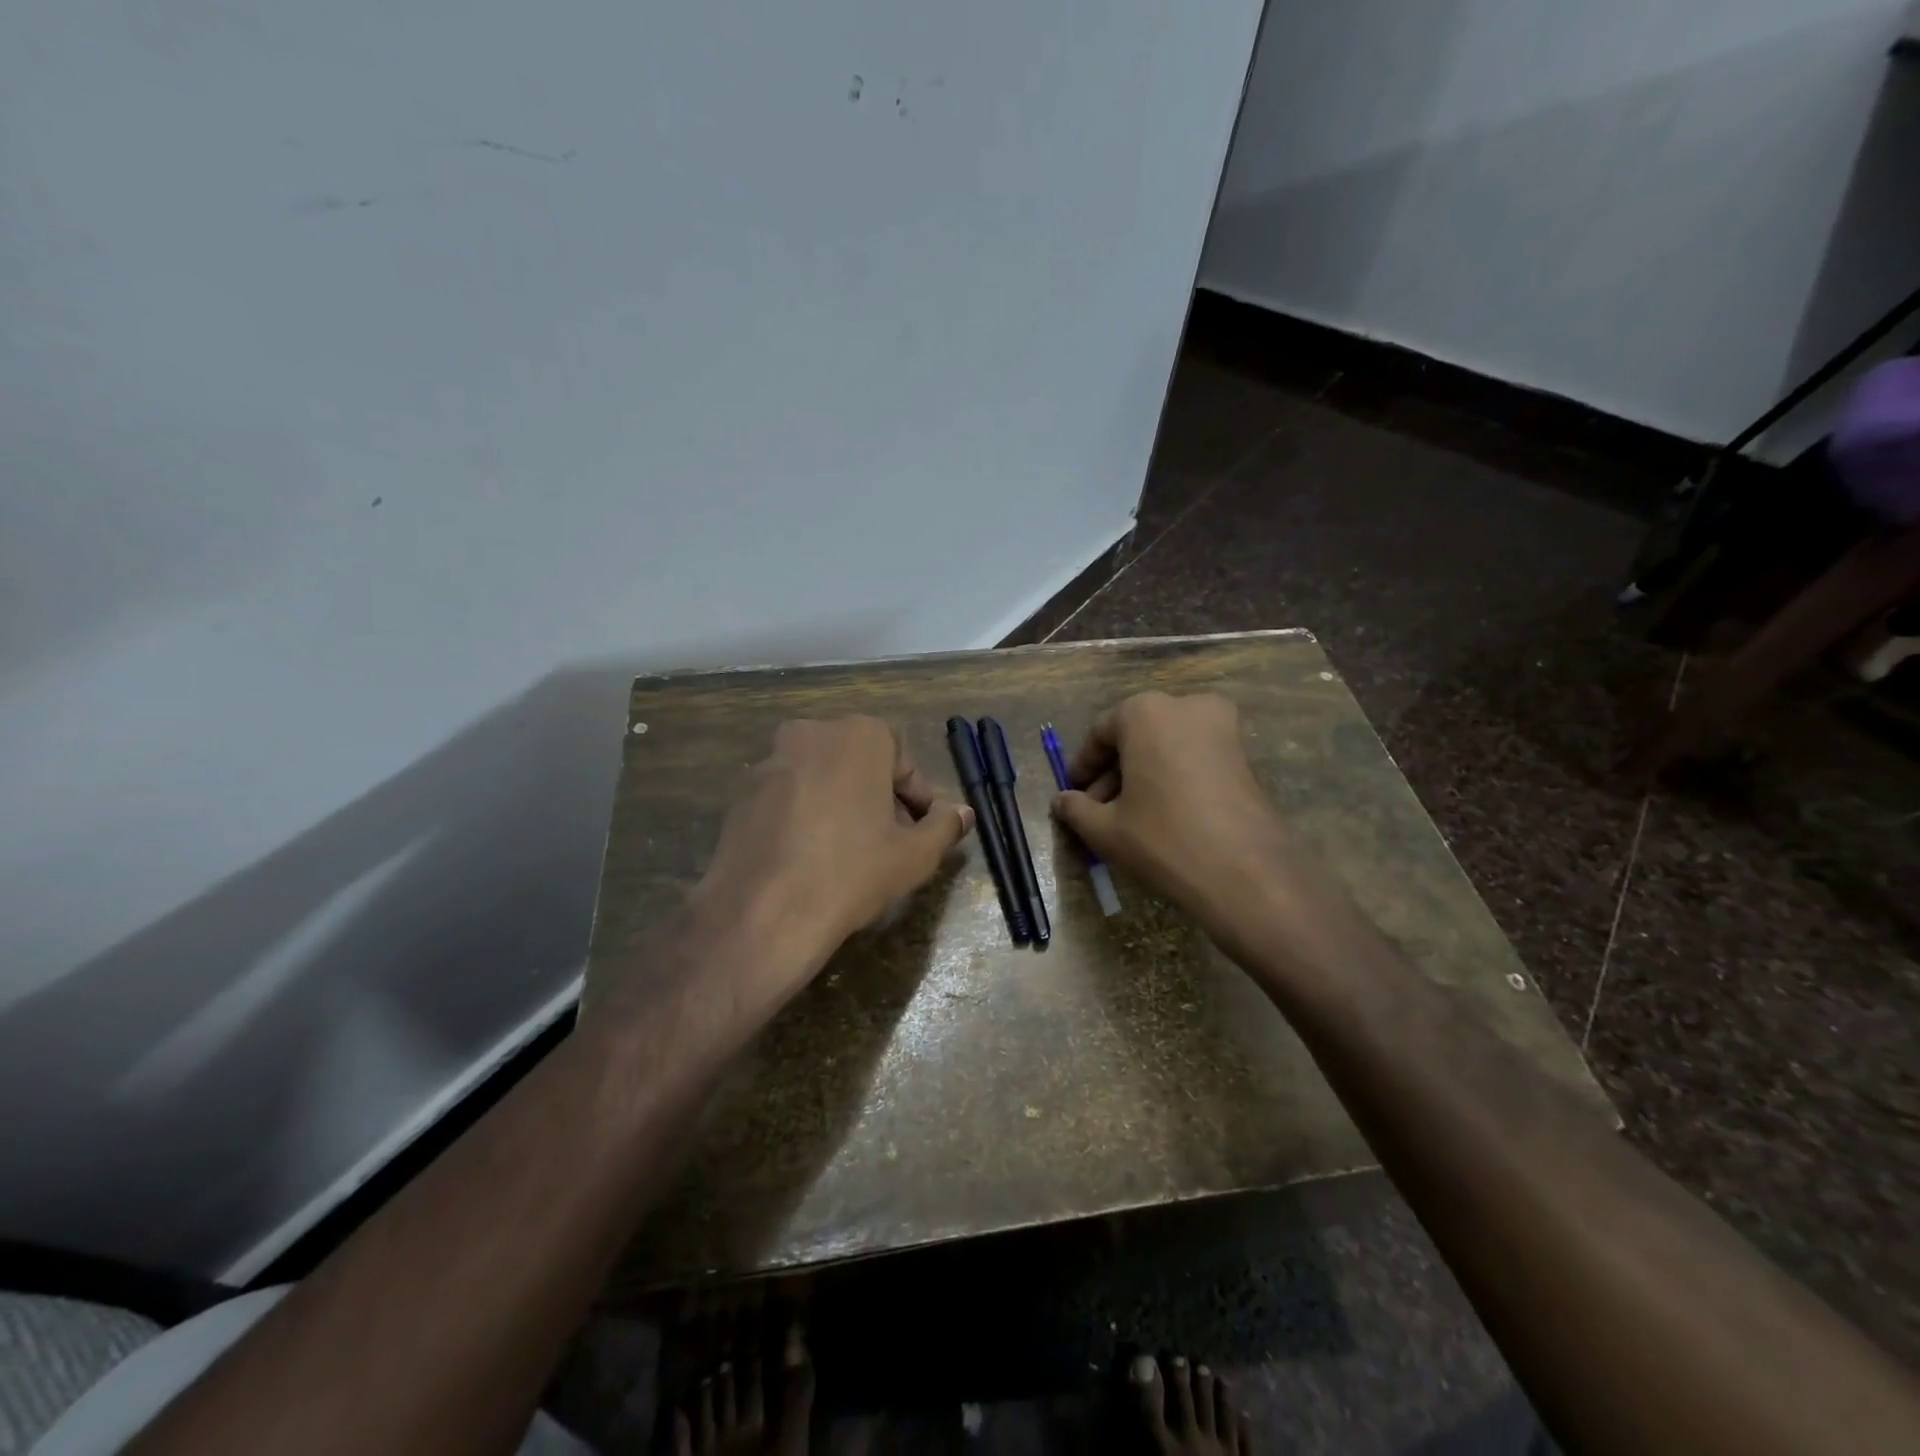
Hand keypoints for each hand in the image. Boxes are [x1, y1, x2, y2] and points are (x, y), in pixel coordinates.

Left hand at [690, 717, 973, 1005]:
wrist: (764, 912)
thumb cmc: (853, 873)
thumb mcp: (914, 855)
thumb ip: (945, 827)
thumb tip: (965, 813)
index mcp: (859, 735)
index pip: (901, 761)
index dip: (916, 797)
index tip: (919, 830)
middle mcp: (812, 734)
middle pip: (859, 763)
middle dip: (878, 797)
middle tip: (889, 841)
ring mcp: (771, 761)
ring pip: (821, 777)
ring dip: (841, 804)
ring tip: (849, 852)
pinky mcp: (742, 793)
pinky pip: (788, 797)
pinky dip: (805, 815)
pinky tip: (810, 857)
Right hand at [1051, 693, 1297, 955]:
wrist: (1245, 873)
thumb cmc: (1163, 839)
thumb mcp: (1105, 829)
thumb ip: (1076, 808)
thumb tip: (1061, 801)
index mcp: (1145, 712)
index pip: (1100, 732)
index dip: (1083, 766)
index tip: (1073, 792)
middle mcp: (1185, 706)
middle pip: (1136, 735)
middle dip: (1114, 771)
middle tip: (1098, 808)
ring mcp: (1221, 727)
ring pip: (1166, 746)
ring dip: (1143, 775)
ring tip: (1127, 816)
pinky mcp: (1243, 754)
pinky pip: (1193, 757)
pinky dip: (1172, 777)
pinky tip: (1161, 814)